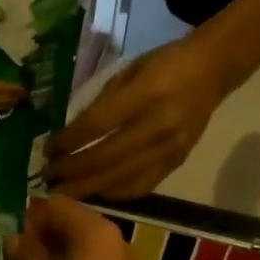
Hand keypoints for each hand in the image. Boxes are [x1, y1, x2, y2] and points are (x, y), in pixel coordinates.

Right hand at [7, 197, 151, 259]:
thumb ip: (29, 258)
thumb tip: (15, 238)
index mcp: (94, 232)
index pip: (57, 205)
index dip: (31, 216)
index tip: (9, 234)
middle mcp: (115, 240)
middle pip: (74, 224)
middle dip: (44, 235)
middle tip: (15, 254)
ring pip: (85, 247)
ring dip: (58, 255)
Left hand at [44, 35, 229, 198]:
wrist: (212, 71)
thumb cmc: (164, 65)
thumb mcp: (129, 71)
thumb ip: (102, 103)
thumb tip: (70, 136)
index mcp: (146, 93)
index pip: (97, 125)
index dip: (68, 142)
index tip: (47, 152)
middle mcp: (159, 125)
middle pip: (106, 158)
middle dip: (72, 172)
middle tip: (47, 180)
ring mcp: (170, 148)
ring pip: (122, 178)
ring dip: (88, 189)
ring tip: (63, 194)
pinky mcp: (177, 163)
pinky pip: (141, 186)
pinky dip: (114, 193)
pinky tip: (95, 193)